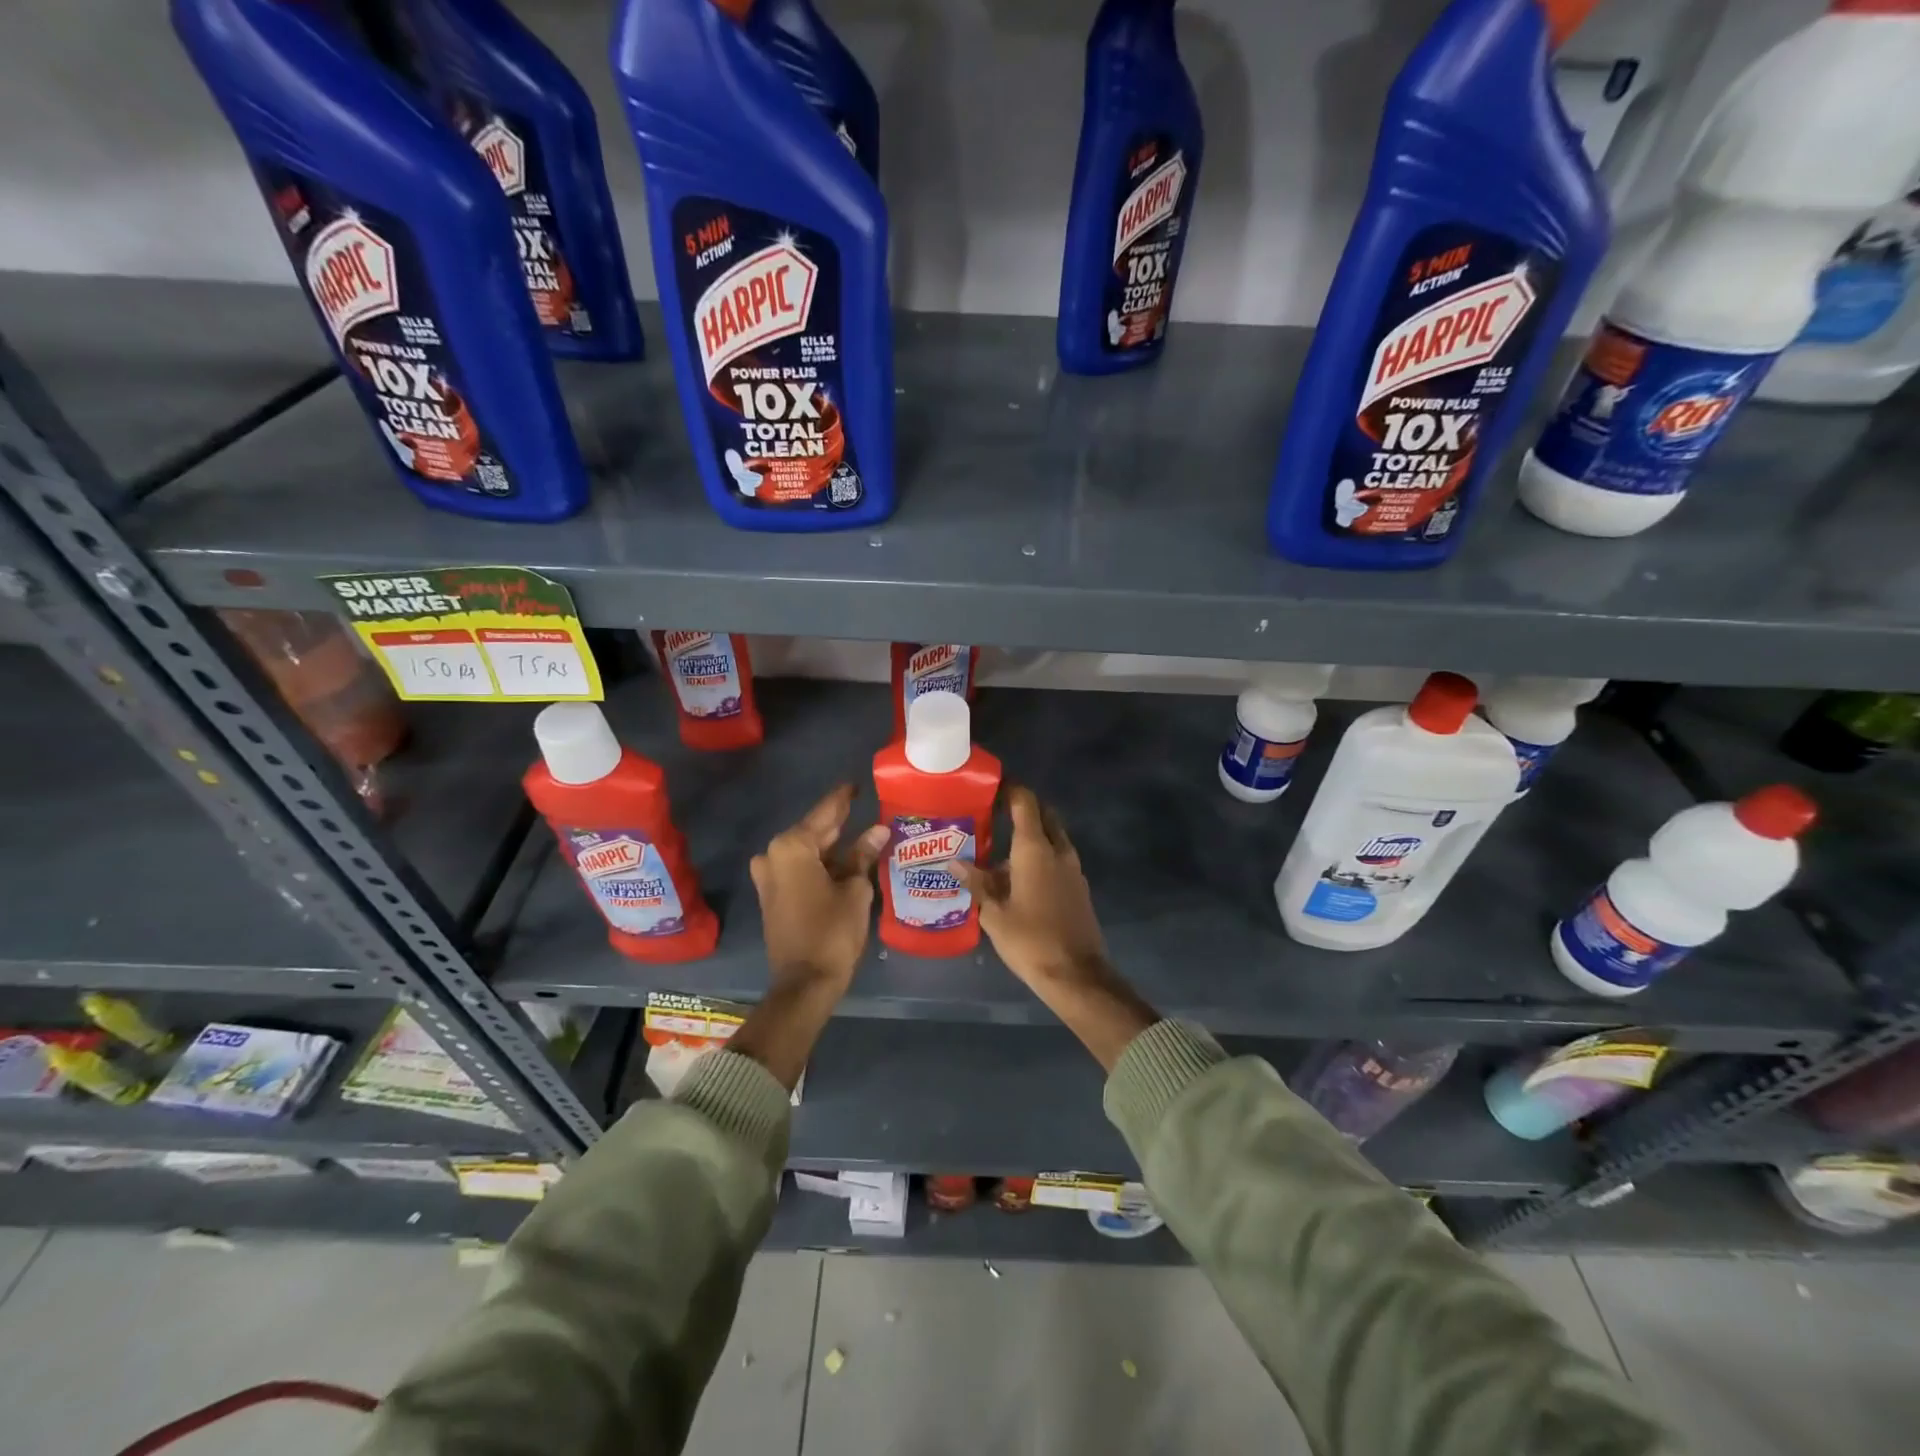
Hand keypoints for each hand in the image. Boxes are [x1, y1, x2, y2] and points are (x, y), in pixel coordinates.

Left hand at [750, 784, 886, 993]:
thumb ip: (863, 855)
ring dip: (832, 846)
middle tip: (863, 807)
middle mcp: (773, 855)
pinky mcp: (773, 896)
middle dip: (839, 823)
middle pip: (813, 831)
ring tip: (862, 833)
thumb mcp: (855, 889)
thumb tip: (878, 830)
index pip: (825, 813)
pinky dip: (822, 864)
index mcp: (791, 847)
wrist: (805, 982)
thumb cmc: (832, 930)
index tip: (856, 783)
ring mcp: (769, 877)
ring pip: (807, 852)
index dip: (843, 799)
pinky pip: (800, 869)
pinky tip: (846, 859)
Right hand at [962, 787, 1156, 1071]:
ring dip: (1032, 834)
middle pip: (1043, 814)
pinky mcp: (1078, 886)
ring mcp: (1073, 868)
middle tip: (994, 812)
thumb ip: (976, 883)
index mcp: (1035, 849)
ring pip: (1053, 837)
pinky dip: (1041, 854)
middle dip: (1022, 807)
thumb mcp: (994, 914)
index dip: (1010, 788)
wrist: (1077, 975)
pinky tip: (1018, 874)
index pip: (1025, 802)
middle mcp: (1058, 850)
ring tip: (1000, 846)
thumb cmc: (1030, 941)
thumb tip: (954, 862)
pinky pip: (1058, 857)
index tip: (991, 785)